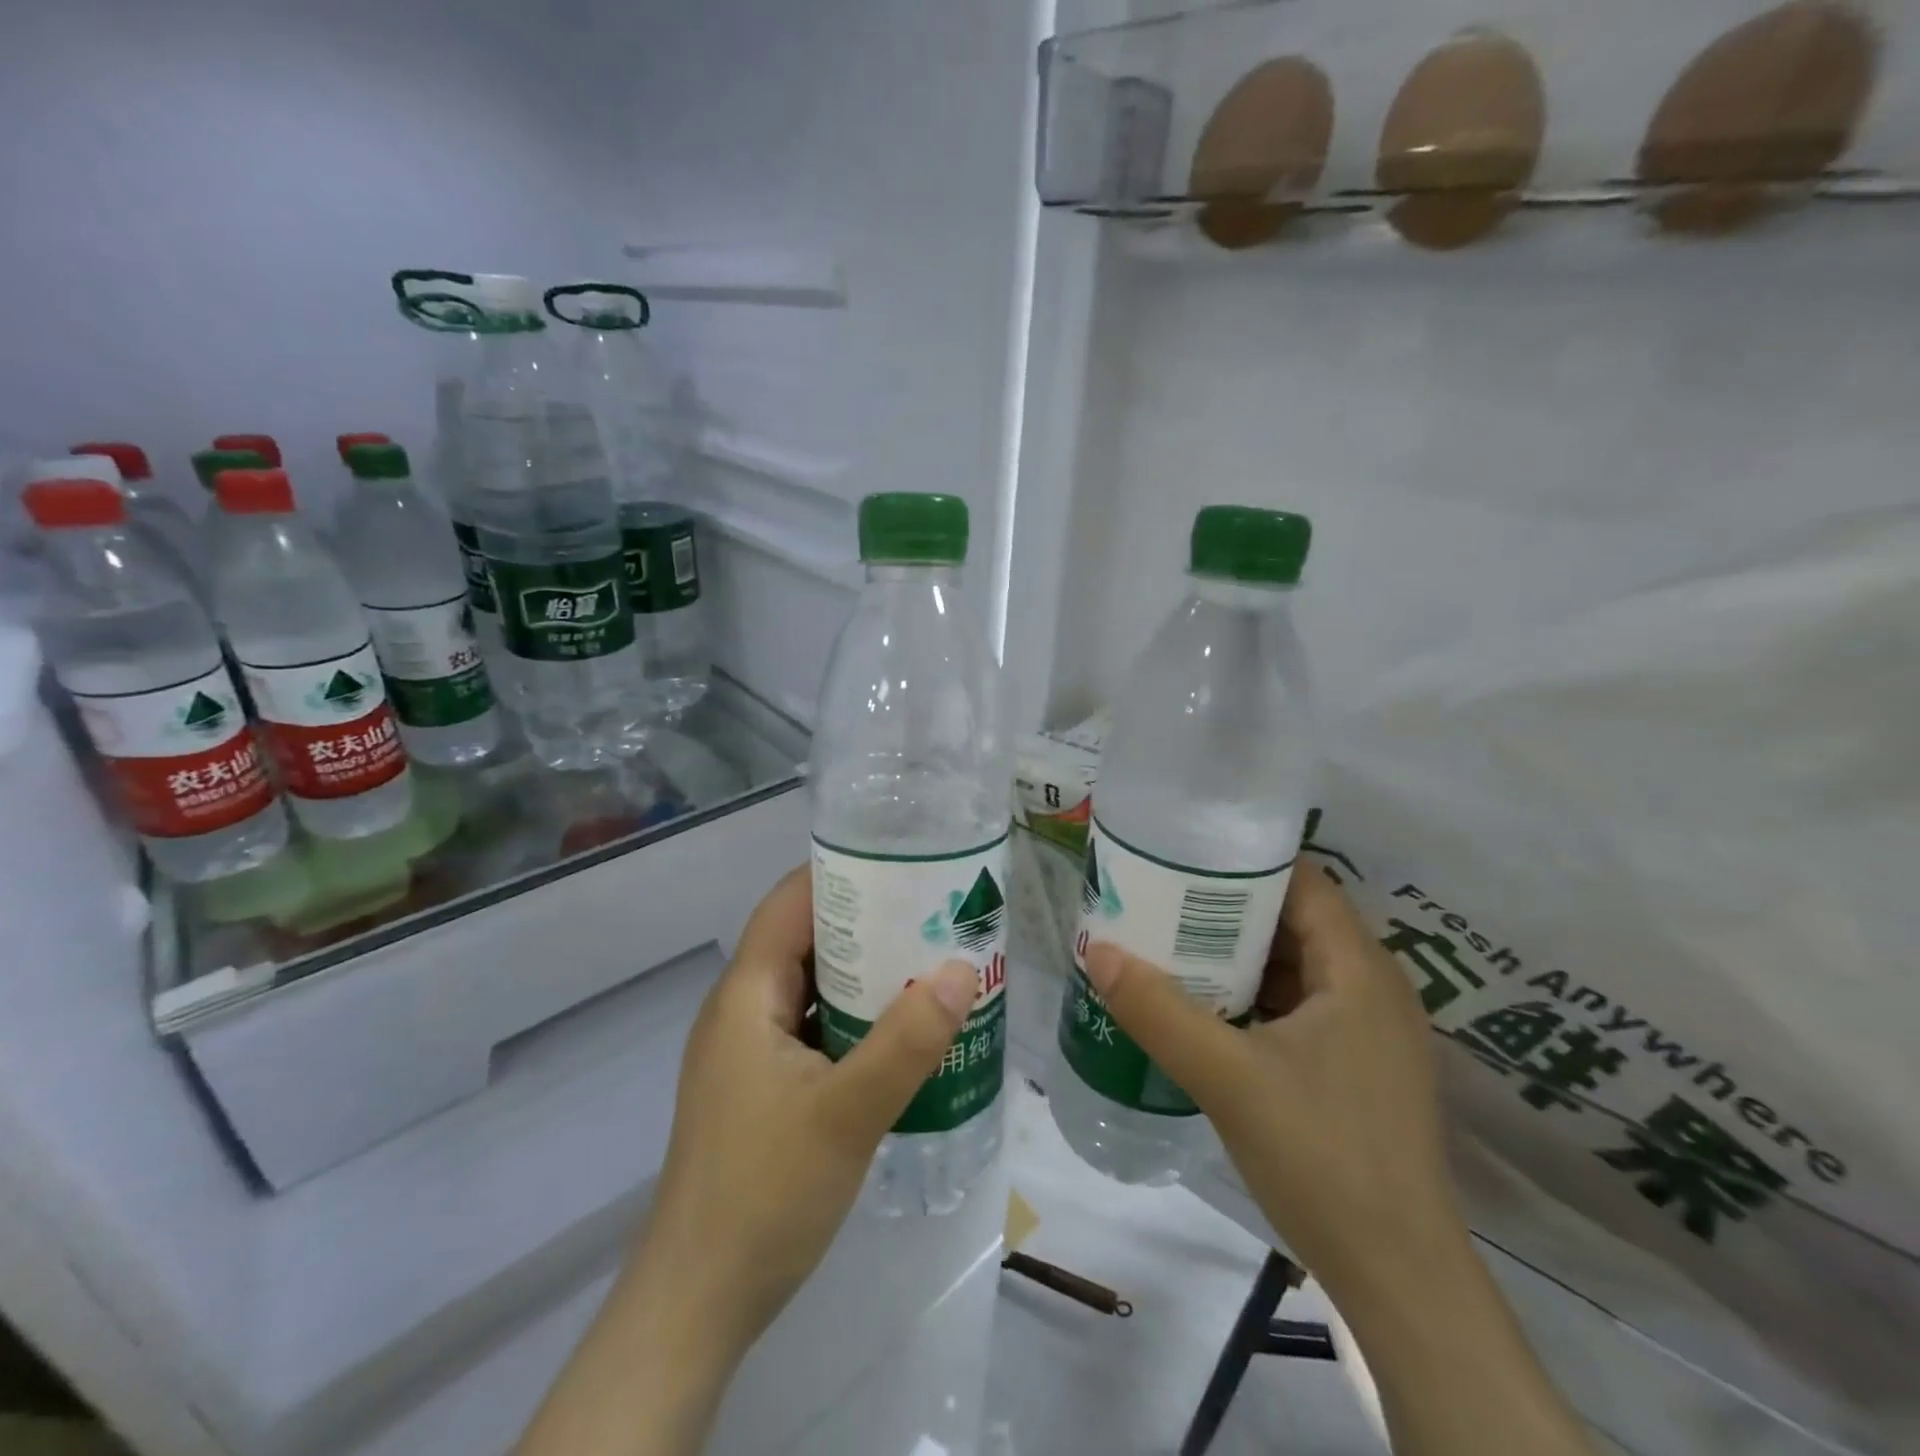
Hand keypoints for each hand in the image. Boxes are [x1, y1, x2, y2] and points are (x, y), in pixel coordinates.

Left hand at [635, 864, 980, 1360]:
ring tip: (932, 962)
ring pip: (814, 987)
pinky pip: (815, 1028)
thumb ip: (908, 1042)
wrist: (699, 1303)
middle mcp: (744, 1009)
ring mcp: (752, 1051)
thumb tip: (963, 970)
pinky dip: (856, 1018)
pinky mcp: (765, 1087)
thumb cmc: (764, 1194)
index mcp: (747, 994)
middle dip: (869, 922)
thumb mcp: (847, 1113)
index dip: (842, 872)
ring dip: (866, 974)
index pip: (791, 902)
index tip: (904, 863)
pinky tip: (903, 1031)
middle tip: (937, 914)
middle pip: (807, 940)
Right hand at [1081, 863, 1465, 1298]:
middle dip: (1229, 906)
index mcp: (1360, 971)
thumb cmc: (1321, 1158)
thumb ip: (1158, 1011)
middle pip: (1296, 919)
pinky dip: (1254, 994)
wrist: (1398, 1279)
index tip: (1184, 855)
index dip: (1245, 861)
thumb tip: (1097, 950)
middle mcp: (1374, 988)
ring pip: (1297, 965)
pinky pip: (1301, 1005)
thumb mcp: (1226, 1077)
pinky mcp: (1358, 1067)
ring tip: (1171, 942)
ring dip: (1238, 953)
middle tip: (1161, 898)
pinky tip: (1206, 1006)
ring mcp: (1370, 1031)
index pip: (1304, 881)